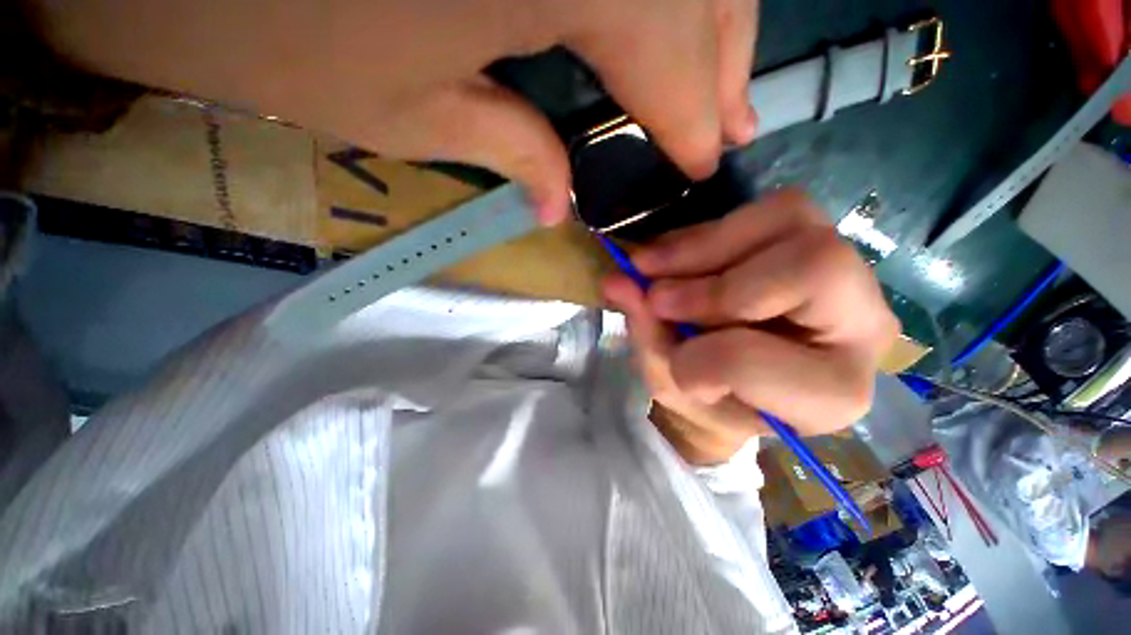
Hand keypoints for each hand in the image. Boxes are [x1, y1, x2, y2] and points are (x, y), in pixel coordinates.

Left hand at [28, 0, 759, 223]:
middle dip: (723, 71)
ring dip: (712, 28)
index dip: (694, 128)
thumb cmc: (259, 23)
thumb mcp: (405, 116)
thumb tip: (560, 204)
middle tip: (732, 129)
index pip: (675, 72)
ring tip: (719, 88)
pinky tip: (669, 26)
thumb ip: (512, 154)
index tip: (703, 168)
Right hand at [604, 190, 899, 464]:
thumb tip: (616, 281)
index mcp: (830, 394)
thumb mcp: (672, 383)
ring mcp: (849, 274)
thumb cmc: (714, 399)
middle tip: (656, 296)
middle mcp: (864, 326)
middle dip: (713, 283)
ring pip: (790, 218)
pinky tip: (674, 255)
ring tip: (651, 266)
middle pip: (814, 264)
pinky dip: (708, 230)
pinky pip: (770, 209)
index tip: (672, 363)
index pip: (754, 359)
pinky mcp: (815, 241)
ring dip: (703, 245)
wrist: (743, 385)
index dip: (694, 357)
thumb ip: (646, 334)